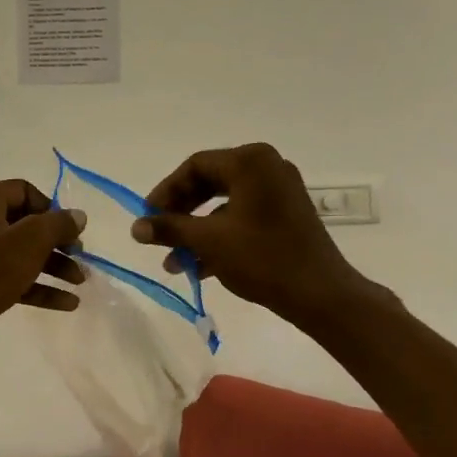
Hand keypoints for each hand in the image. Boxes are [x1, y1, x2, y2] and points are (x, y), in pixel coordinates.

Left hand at [0, 180, 86, 369]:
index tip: (70, 231)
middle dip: (57, 242)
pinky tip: (67, 303)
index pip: (25, 191)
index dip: (51, 208)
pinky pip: (15, 279)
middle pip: (26, 224)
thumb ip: (58, 224)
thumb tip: (78, 215)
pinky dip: (40, 288)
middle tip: (80, 257)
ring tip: (80, 282)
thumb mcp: (30, 240)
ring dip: (53, 266)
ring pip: (22, 254)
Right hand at [131, 144, 388, 324]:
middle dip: (180, 213)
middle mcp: (267, 167)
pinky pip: (242, 217)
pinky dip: (219, 236)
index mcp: (250, 162)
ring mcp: (280, 191)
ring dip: (196, 231)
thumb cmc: (262, 258)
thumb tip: (136, 227)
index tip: (147, 217)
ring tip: (174, 262)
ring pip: (224, 204)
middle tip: (158, 234)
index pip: (195, 166)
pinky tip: (199, 267)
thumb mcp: (208, 241)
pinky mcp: (286, 215)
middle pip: (209, 183)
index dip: (165, 192)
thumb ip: (169, 228)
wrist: (320, 294)